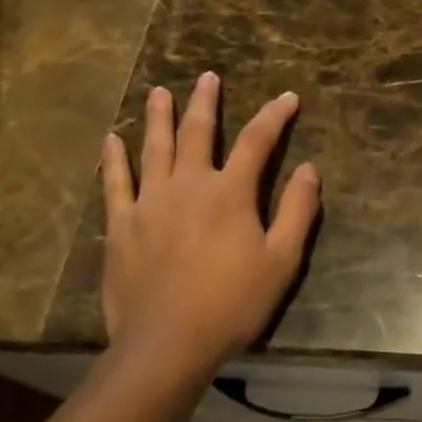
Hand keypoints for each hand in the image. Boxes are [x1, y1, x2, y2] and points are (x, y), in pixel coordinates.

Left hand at [101, 74, 319, 373]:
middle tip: (209, 77)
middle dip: (206, 102)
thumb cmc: (233, 303)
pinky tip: (111, 139)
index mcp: (230, 193)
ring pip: (154, 149)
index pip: (259, 141)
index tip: (288, 97)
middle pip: (199, 132)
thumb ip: (298, 211)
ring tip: (159, 92)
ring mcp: (149, 203)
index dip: (275, 115)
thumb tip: (309, 169)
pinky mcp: (121, 226)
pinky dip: (114, 159)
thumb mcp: (282, 260)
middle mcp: (188, 186)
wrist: (167, 344)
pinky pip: (115, 183)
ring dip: (158, 117)